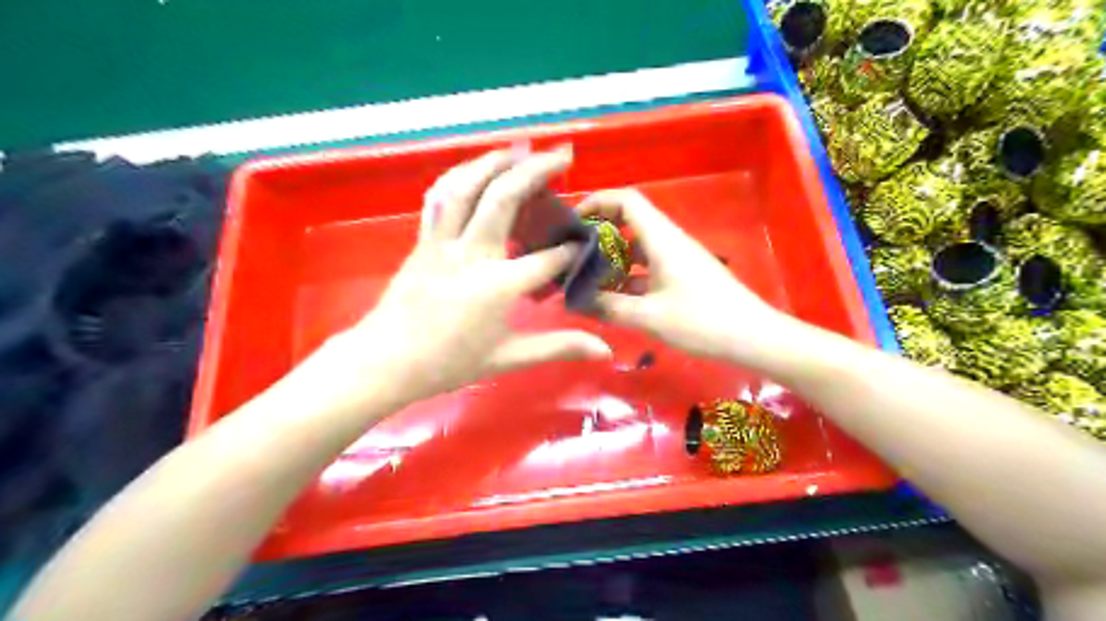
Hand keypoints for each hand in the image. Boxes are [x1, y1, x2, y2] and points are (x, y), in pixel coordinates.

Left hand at [320, 148, 611, 404]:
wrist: (387, 361)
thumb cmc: (449, 363)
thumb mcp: (508, 358)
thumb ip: (558, 347)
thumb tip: (604, 350)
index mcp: (499, 286)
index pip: (548, 257)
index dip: (572, 248)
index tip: (586, 242)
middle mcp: (472, 253)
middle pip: (505, 197)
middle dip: (537, 170)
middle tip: (562, 155)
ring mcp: (443, 242)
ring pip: (467, 186)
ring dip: (495, 161)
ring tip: (519, 149)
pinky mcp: (423, 240)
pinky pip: (440, 197)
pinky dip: (459, 176)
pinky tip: (473, 170)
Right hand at [581, 188, 794, 363]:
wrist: (753, 337)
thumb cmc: (702, 321)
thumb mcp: (650, 317)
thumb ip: (609, 307)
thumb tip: (574, 300)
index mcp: (662, 239)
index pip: (626, 200)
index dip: (597, 202)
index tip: (571, 223)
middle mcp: (668, 241)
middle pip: (629, 221)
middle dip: (599, 232)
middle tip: (572, 254)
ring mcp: (677, 259)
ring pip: (637, 247)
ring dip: (612, 258)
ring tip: (585, 277)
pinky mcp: (682, 276)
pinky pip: (648, 267)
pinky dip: (628, 276)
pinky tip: (612, 297)